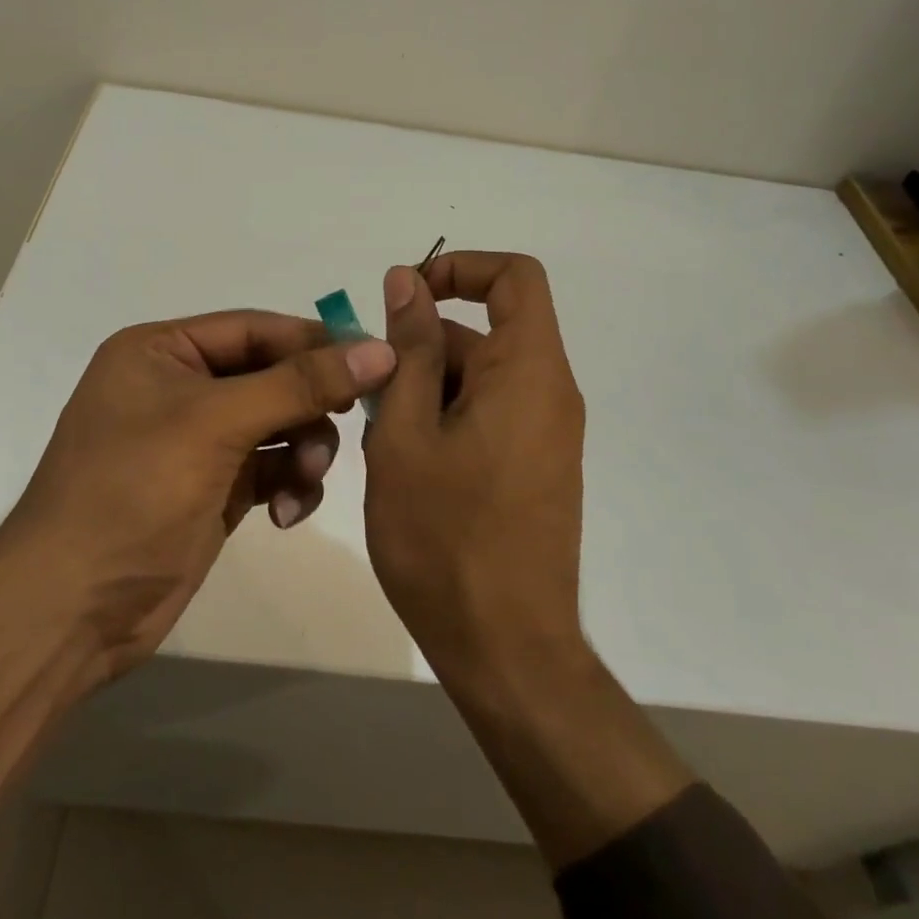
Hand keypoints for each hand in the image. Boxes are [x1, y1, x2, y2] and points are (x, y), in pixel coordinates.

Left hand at [1, 310, 395, 677]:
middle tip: (348, 424)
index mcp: (161, 351)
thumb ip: (300, 384)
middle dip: (309, 404)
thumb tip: (381, 349)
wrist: (71, 610)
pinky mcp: (212, 488)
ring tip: (305, 481)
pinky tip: (285, 513)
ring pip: (278, 424)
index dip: (315, 341)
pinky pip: (271, 467)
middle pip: (271, 376)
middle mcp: (178, 387)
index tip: (377, 359)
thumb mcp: (215, 424)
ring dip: (303, 449)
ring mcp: (196, 441)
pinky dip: (288, 483)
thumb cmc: (133, 492)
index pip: (255, 328)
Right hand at [364, 252, 588, 685]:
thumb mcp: (406, 433)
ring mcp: (546, 432)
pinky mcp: (535, 465)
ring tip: (381, 441)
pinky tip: (406, 464)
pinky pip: (489, 412)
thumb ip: (407, 349)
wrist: (507, 649)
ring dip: (424, 389)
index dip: (459, 268)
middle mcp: (550, 392)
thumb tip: (406, 279)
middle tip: (368, 397)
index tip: (403, 298)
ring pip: (478, 376)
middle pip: (484, 332)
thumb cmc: (445, 537)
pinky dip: (444, 418)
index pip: (514, 277)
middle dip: (420, 347)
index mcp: (528, 371)